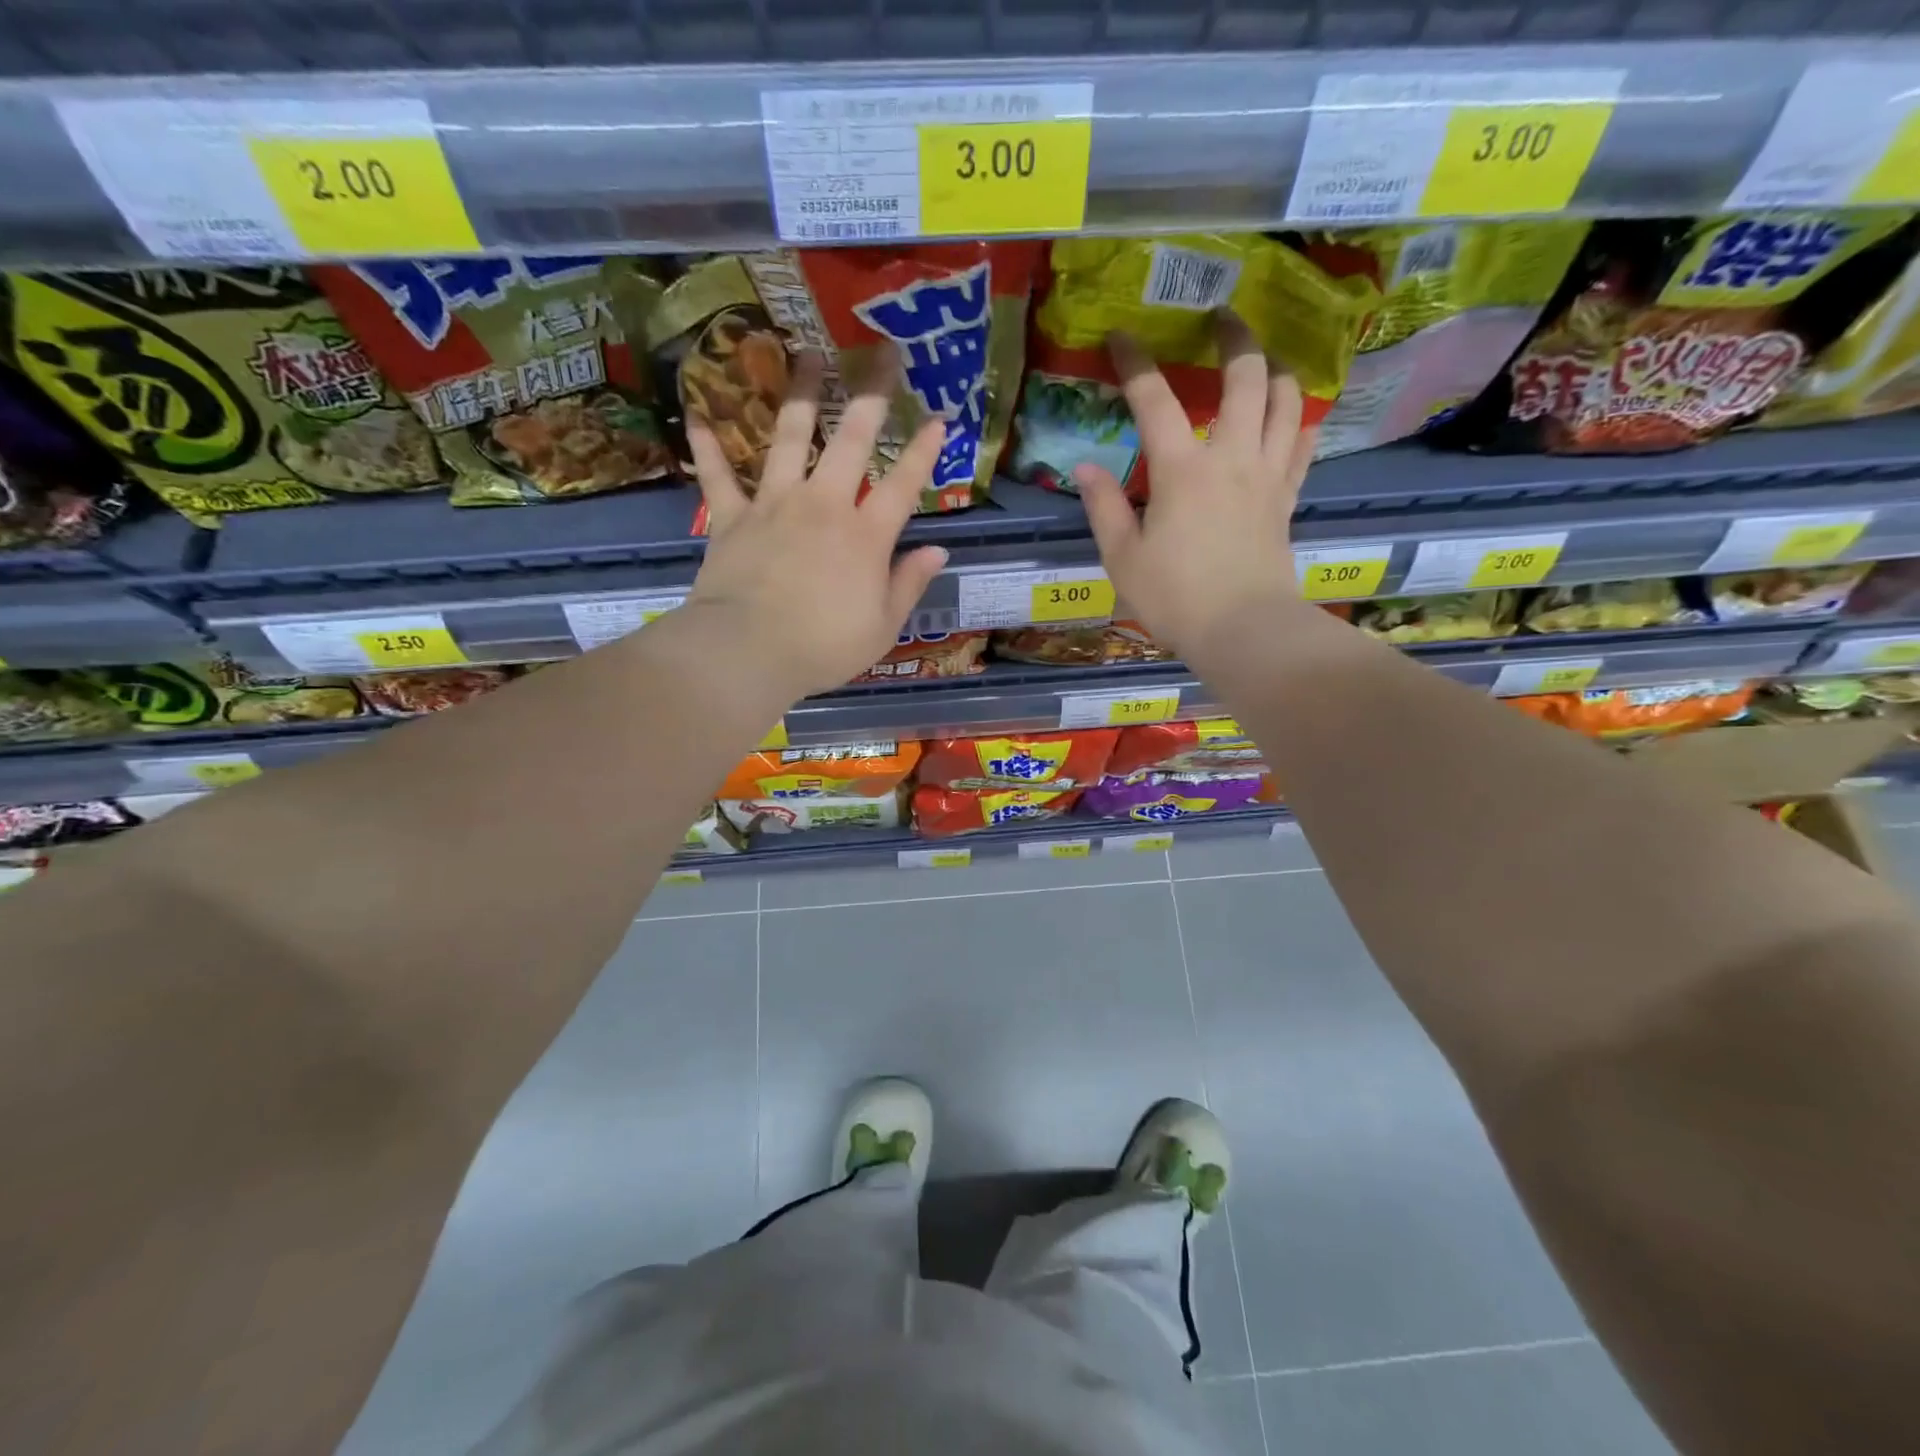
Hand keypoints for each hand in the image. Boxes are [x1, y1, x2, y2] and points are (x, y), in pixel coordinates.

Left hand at [684, 351, 948, 701]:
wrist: (748, 651)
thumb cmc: (823, 647)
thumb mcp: (882, 626)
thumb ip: (909, 584)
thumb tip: (938, 550)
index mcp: (865, 536)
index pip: (903, 485)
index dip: (924, 451)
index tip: (939, 418)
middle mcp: (823, 506)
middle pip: (852, 440)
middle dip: (873, 395)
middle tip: (884, 355)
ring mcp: (774, 505)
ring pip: (788, 437)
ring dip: (801, 395)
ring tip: (808, 356)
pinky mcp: (731, 517)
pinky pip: (718, 475)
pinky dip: (708, 446)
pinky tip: (697, 413)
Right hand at [1075, 311, 1315, 666]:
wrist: (1243, 631)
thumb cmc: (1175, 598)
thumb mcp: (1122, 559)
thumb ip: (1104, 508)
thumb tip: (1085, 469)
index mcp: (1182, 470)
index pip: (1155, 400)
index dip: (1135, 363)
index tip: (1121, 335)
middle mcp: (1231, 457)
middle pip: (1245, 377)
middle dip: (1234, 337)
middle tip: (1222, 317)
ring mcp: (1267, 475)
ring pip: (1286, 401)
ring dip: (1276, 371)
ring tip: (1262, 362)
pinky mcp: (1288, 498)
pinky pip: (1302, 446)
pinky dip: (1299, 421)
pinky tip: (1291, 417)